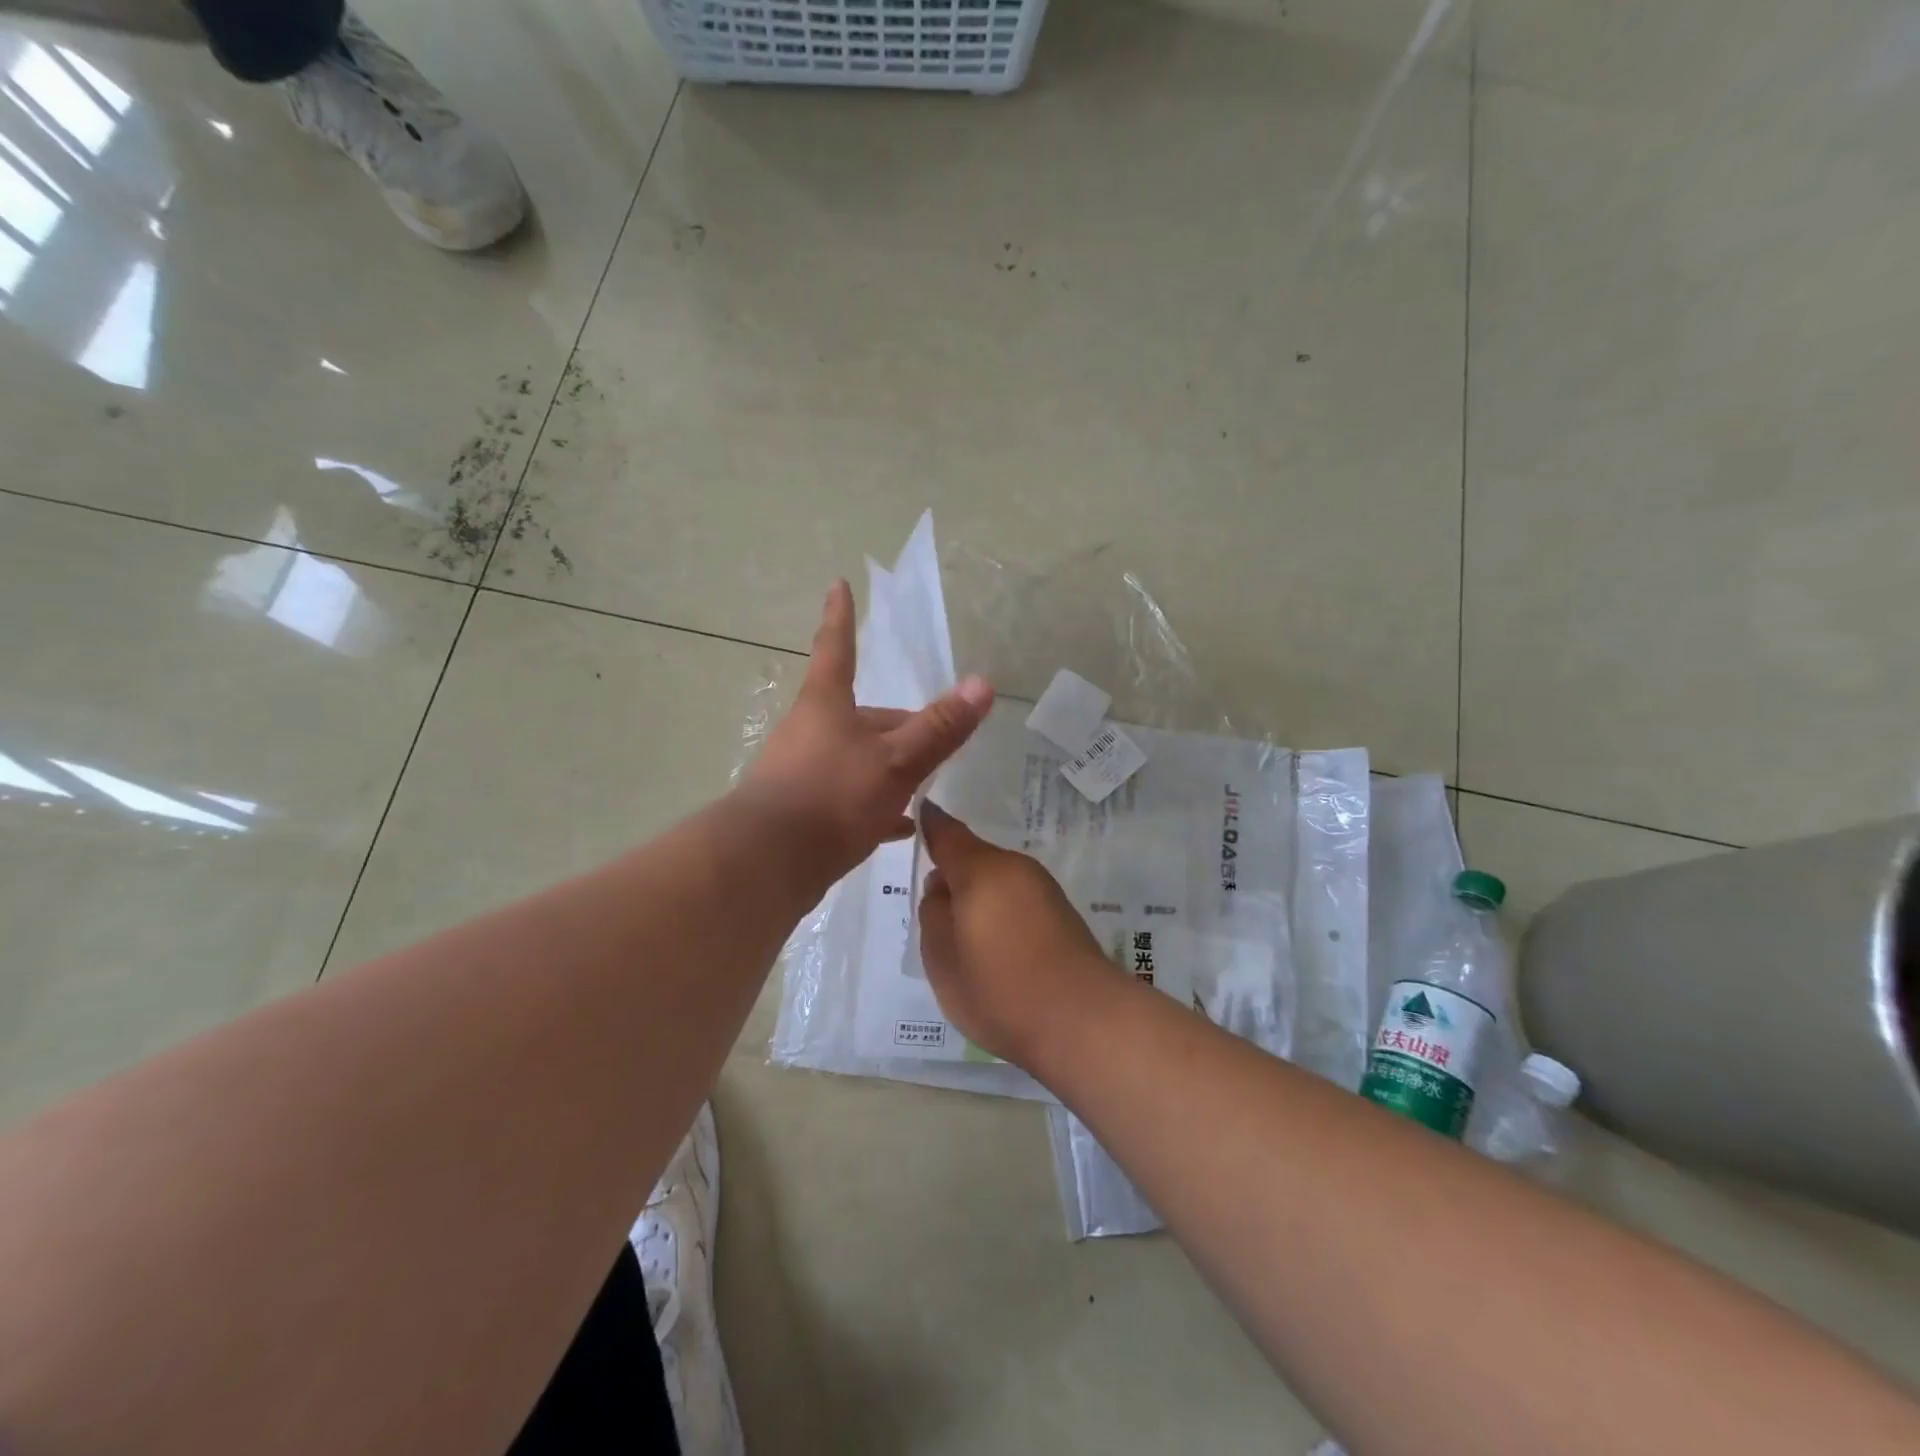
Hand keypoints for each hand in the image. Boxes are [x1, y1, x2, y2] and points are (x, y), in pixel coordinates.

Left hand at [741, 581, 993, 878]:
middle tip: (939, 739)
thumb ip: (939, 727)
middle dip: (899, 725)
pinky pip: (848, 799)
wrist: (766, 864)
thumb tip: (983, 683)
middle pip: (861, 716)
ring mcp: (803, 773)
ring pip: (856, 759)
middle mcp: (810, 731)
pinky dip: (876, 806)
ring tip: (925, 782)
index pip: (838, 647)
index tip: (838, 584)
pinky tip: (900, 825)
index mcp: (827, 705)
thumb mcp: (896, 760)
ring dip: (889, 767)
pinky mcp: (803, 813)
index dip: (841, 616)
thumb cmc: (832, 795)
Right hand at [917, 801, 1118, 1068]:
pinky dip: (1001, 915)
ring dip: (979, 900)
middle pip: (975, 860)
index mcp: (982, 869)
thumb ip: (933, 914)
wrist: (1083, 1021)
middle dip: (953, 878)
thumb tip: (942, 887)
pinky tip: (998, 953)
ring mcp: (1044, 890)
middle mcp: (1016, 869)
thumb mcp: (942, 957)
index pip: (947, 834)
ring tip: (966, 944)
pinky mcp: (1063, 915)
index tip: (920, 812)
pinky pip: (1018, 901)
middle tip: (934, 917)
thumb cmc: (1000, 988)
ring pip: (997, 882)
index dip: (930, 825)